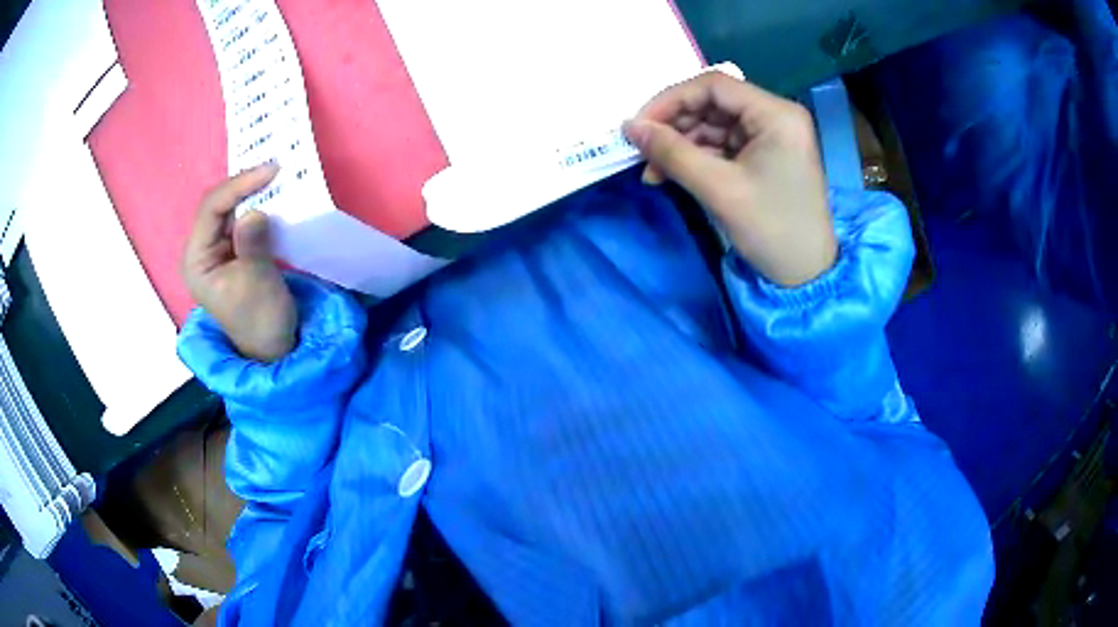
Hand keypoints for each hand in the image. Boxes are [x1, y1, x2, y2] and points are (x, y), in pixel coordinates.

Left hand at [182, 164, 296, 361]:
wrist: (272, 344)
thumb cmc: (260, 319)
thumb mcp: (257, 283)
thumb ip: (252, 246)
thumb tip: (255, 212)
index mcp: (196, 259)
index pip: (211, 209)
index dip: (238, 186)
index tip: (270, 171)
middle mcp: (202, 248)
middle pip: (219, 203)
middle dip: (245, 184)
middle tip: (276, 167)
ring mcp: (217, 247)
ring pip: (232, 206)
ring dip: (254, 191)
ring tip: (278, 174)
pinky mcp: (233, 247)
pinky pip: (243, 216)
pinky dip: (260, 203)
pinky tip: (275, 193)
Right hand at [624, 72, 836, 286]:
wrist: (806, 276)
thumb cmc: (771, 229)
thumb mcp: (719, 189)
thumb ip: (672, 152)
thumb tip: (629, 127)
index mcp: (776, 114)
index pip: (714, 86)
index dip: (671, 100)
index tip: (639, 125)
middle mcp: (776, 116)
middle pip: (713, 104)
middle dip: (674, 126)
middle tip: (643, 152)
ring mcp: (771, 136)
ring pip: (714, 125)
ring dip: (681, 144)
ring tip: (654, 172)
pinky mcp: (765, 155)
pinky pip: (723, 145)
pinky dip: (697, 157)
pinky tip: (673, 175)